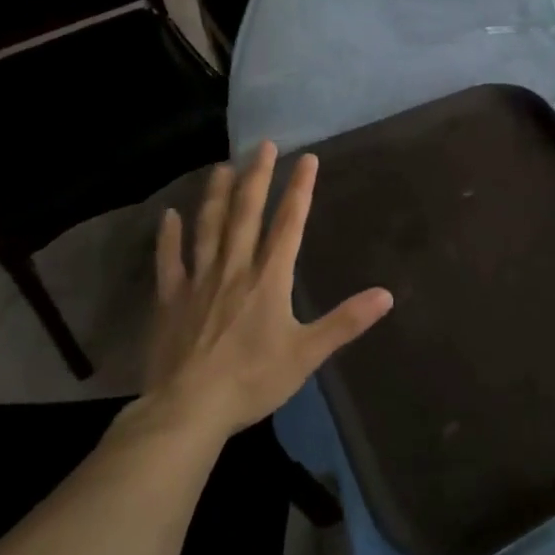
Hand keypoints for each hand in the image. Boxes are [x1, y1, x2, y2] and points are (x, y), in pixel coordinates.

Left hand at [135, 142, 392, 441]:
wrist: (188, 409)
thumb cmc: (252, 380)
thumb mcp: (307, 354)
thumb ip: (345, 321)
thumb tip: (386, 295)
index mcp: (269, 278)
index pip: (289, 223)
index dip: (299, 189)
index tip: (307, 158)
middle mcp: (234, 268)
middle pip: (246, 213)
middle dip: (257, 177)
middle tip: (263, 145)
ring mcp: (199, 280)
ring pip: (208, 227)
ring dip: (216, 195)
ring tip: (222, 166)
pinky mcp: (170, 299)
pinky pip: (170, 261)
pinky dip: (169, 237)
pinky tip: (169, 216)